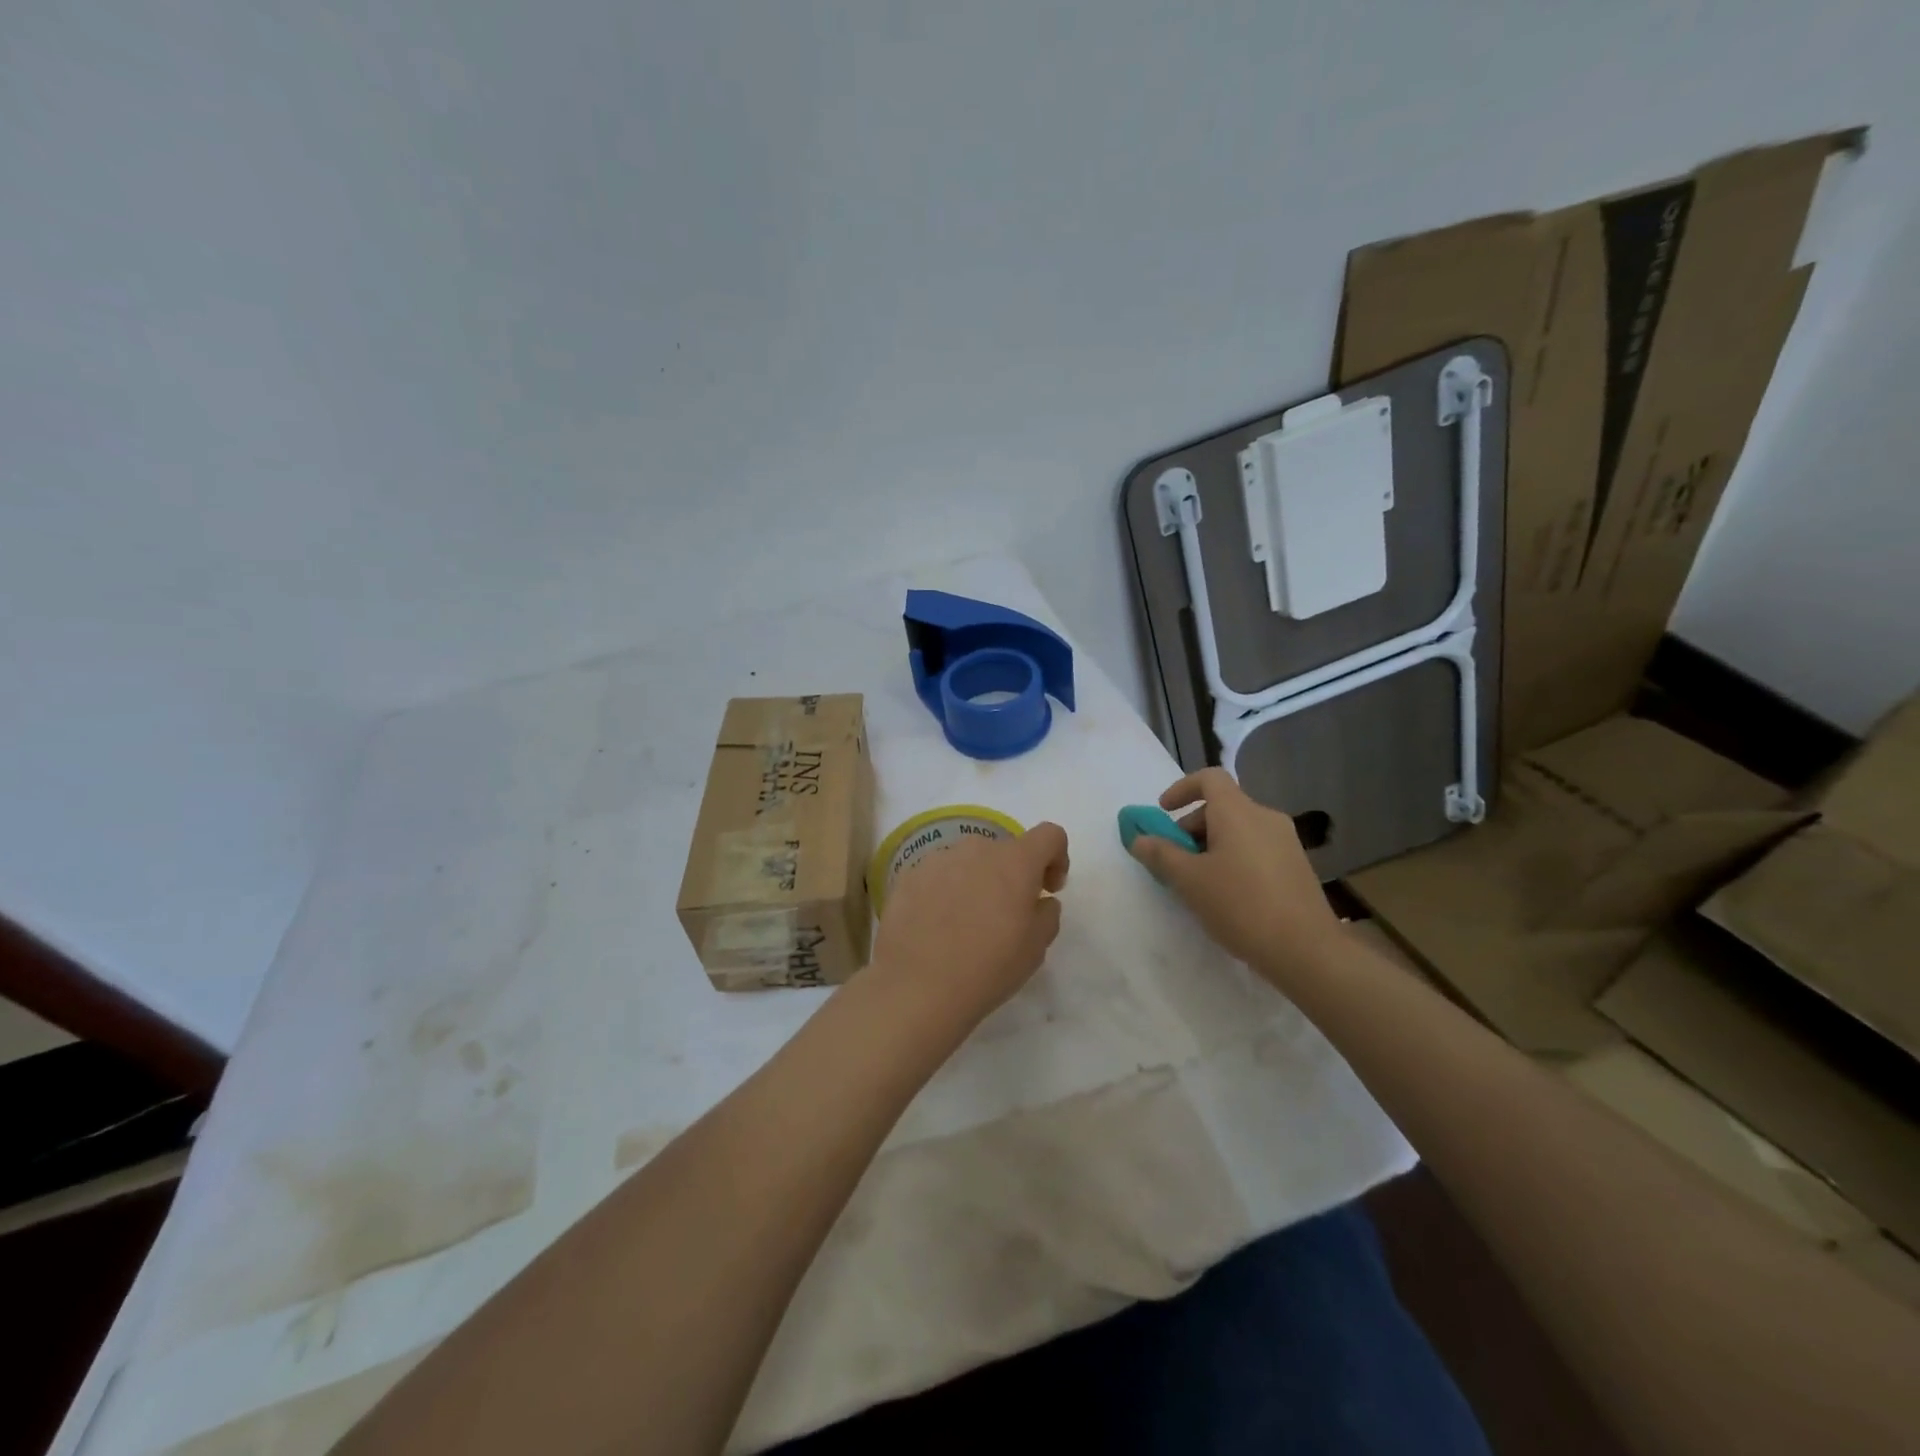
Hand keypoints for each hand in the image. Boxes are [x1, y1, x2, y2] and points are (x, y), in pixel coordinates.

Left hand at [869, 822, 1069, 1024]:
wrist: (917, 987)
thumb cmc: (988, 967)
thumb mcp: (1036, 947)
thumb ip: (1047, 913)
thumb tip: (1039, 900)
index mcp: (1014, 861)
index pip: (1049, 835)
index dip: (1056, 857)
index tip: (1048, 889)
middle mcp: (976, 849)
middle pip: (1004, 850)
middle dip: (1012, 875)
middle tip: (1007, 915)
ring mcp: (938, 859)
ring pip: (968, 862)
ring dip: (976, 882)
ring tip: (966, 923)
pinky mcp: (908, 876)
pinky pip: (938, 875)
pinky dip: (945, 892)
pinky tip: (937, 927)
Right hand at [1127, 768, 1339, 982]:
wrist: (1306, 950)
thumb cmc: (1240, 905)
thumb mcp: (1189, 880)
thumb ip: (1160, 854)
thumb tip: (1139, 838)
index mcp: (1238, 812)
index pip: (1209, 778)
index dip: (1181, 788)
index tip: (1163, 812)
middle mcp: (1265, 817)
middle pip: (1222, 806)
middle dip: (1191, 827)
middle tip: (1174, 859)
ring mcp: (1286, 842)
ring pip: (1238, 829)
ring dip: (1211, 845)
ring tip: (1197, 882)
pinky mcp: (1296, 866)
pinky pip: (1255, 848)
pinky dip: (1233, 858)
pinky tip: (1227, 895)